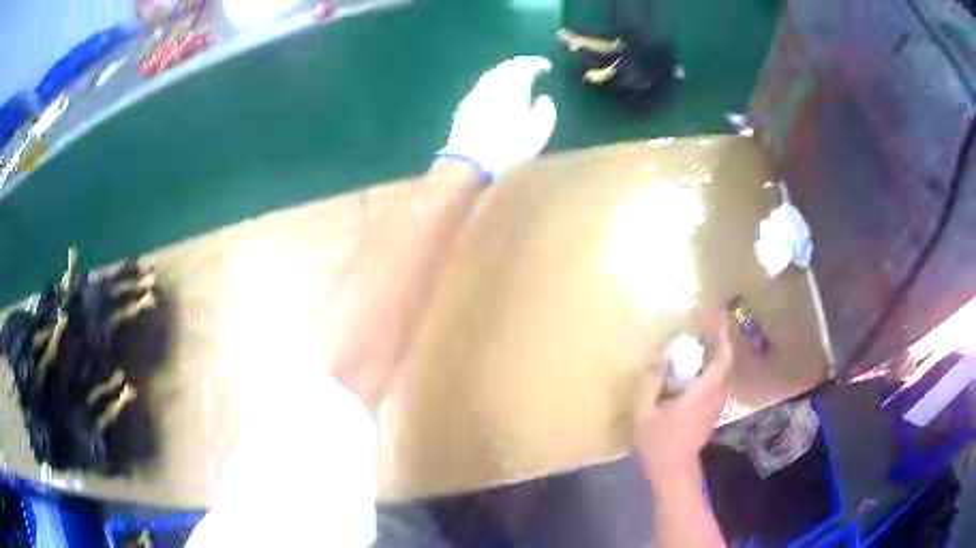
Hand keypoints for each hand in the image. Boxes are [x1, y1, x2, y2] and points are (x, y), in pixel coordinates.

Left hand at [438, 56, 556, 178]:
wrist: (470, 162)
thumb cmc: (510, 146)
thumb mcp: (539, 131)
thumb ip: (545, 110)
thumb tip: (543, 99)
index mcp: (512, 85)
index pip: (524, 65)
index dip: (536, 63)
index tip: (546, 66)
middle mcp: (491, 84)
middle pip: (504, 67)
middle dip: (519, 66)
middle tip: (530, 69)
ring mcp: (474, 94)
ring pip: (491, 77)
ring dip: (504, 75)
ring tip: (514, 82)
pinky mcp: (463, 108)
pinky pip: (481, 89)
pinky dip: (492, 87)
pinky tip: (496, 97)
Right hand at [632, 319, 733, 486]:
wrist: (673, 472)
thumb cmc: (658, 443)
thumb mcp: (643, 413)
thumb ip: (650, 382)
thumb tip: (658, 356)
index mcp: (703, 392)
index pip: (722, 357)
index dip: (721, 335)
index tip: (712, 316)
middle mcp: (716, 396)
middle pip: (726, 362)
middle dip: (719, 340)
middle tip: (704, 324)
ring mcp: (716, 406)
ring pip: (723, 373)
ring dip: (716, 354)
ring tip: (700, 341)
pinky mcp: (712, 413)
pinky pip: (718, 383)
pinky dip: (712, 368)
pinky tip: (696, 368)